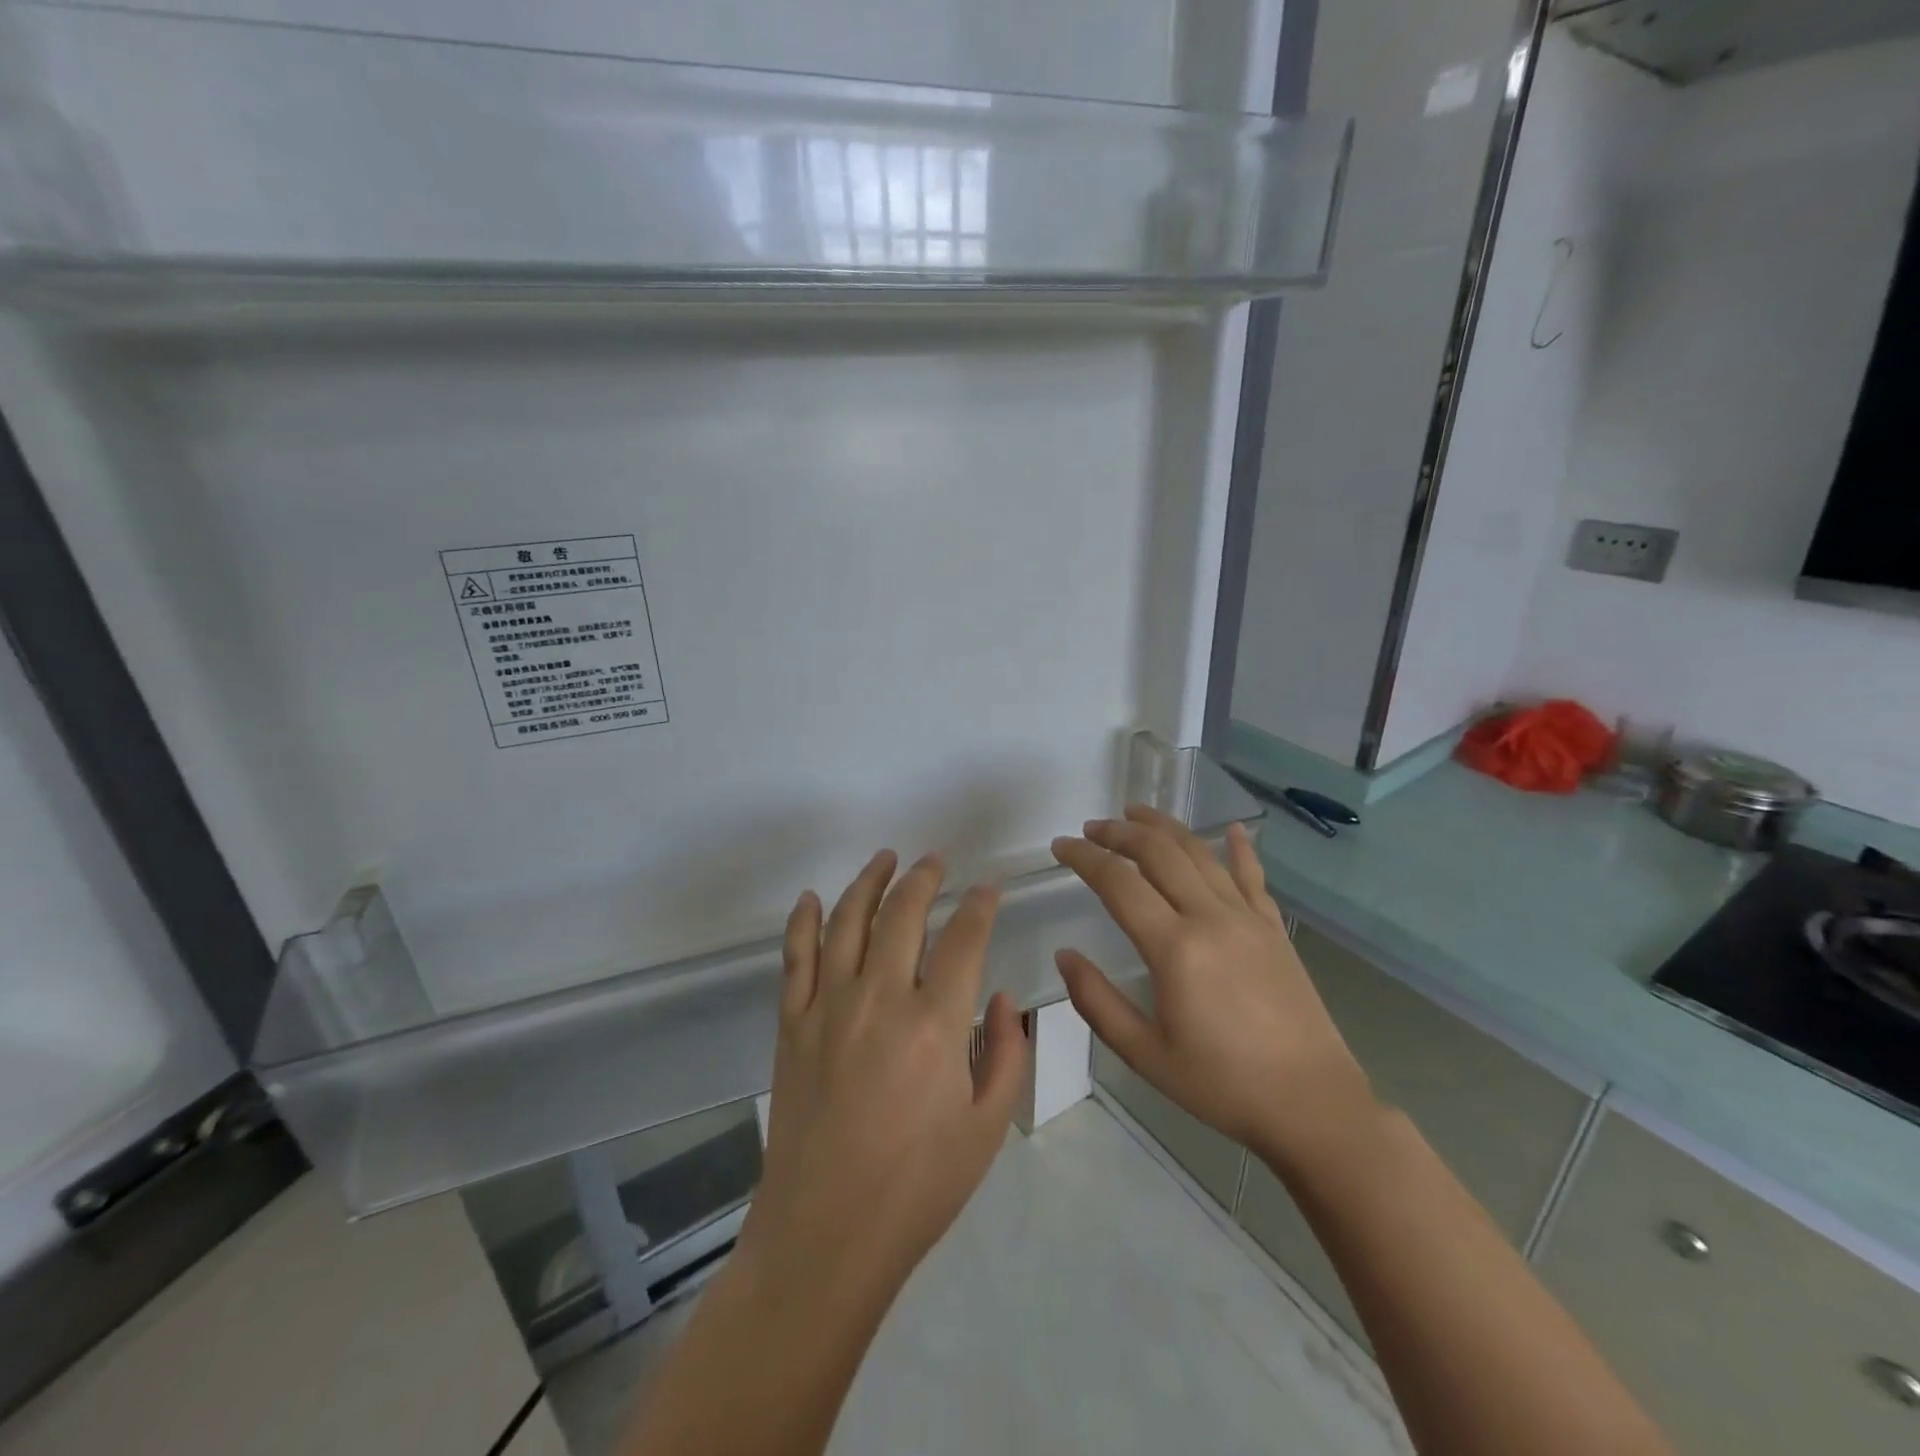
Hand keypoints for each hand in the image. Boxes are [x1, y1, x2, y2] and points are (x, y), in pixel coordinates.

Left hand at [739, 851, 1029, 1302]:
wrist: (826, 1232)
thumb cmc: (917, 1186)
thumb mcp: (987, 1127)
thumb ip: (1006, 1053)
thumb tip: (999, 996)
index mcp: (936, 1024)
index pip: (964, 939)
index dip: (979, 906)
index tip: (987, 889)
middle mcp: (881, 998)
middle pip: (904, 914)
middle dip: (924, 878)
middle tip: (935, 861)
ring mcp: (829, 1006)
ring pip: (848, 921)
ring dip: (869, 881)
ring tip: (885, 858)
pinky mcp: (793, 1023)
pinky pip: (795, 956)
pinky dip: (803, 920)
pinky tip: (812, 898)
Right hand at [1050, 807, 1375, 1173]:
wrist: (1312, 1104)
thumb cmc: (1221, 1085)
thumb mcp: (1145, 1054)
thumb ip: (1097, 1002)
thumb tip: (1065, 955)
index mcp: (1174, 948)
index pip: (1118, 883)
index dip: (1084, 857)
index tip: (1060, 845)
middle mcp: (1210, 918)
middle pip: (1158, 853)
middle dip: (1119, 832)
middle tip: (1092, 828)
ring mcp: (1248, 918)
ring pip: (1200, 854)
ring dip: (1164, 827)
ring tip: (1136, 813)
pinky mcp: (1275, 929)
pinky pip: (1252, 876)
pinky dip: (1239, 848)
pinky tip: (1232, 828)